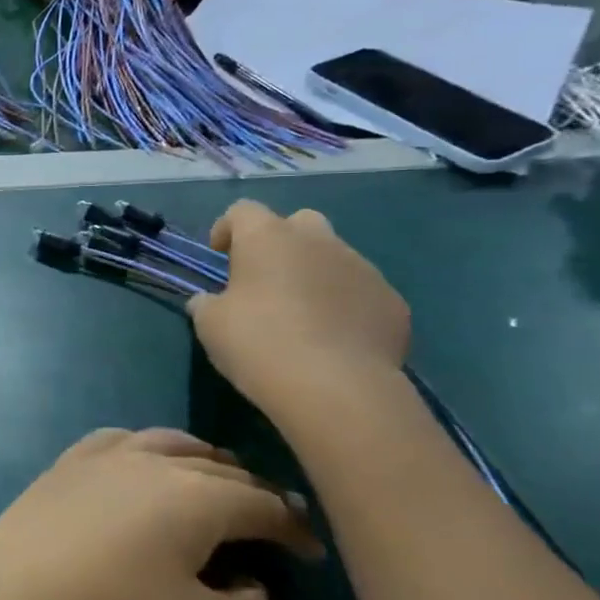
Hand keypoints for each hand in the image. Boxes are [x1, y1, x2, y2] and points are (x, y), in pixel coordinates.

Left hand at [0, 428, 320, 599]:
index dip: (293, 527)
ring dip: (200, 460)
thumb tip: (250, 584)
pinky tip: (139, 461)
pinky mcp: (63, 466)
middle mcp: (152, 462)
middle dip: (251, 491)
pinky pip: (117, 440)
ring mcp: (101, 457)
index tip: (312, 551)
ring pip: (167, 442)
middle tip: (268, 518)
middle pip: (216, 467)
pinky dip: (145, 447)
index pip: (261, 503)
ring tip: (214, 477)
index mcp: (196, 497)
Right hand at [188, 201, 409, 421]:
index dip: (227, 228)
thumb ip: (207, 304)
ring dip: (315, 274)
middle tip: (266, 279)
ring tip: (302, 315)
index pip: (243, 211)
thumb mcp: (210, 325)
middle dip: (281, 242)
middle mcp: (318, 241)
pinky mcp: (392, 302)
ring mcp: (362, 268)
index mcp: (268, 238)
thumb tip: (209, 301)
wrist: (337, 389)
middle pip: (298, 222)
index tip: (220, 254)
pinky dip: (346, 305)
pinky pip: (362, 293)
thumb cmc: (259, 344)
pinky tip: (334, 339)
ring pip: (334, 257)